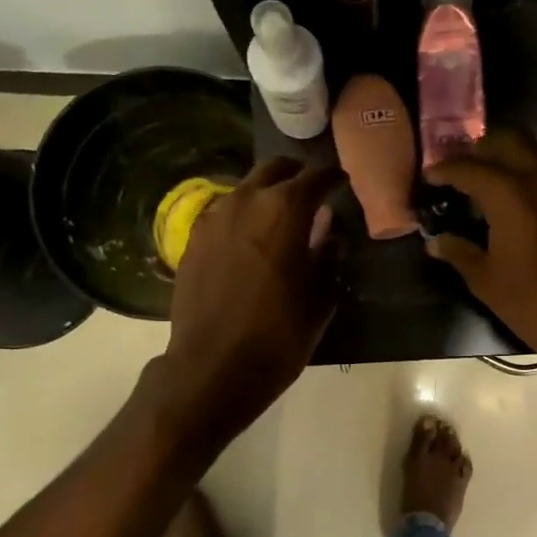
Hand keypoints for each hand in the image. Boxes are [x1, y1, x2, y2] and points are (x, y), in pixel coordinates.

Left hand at [153, 157, 343, 447]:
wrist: (213, 367)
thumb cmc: (279, 334)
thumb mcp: (320, 298)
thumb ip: (328, 257)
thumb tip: (330, 235)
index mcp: (285, 210)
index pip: (316, 177)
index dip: (333, 177)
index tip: (343, 182)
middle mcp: (246, 202)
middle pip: (274, 169)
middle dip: (296, 174)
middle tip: (312, 192)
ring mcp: (214, 219)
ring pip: (245, 188)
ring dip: (266, 194)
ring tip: (281, 217)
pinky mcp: (193, 240)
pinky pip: (225, 214)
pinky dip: (243, 216)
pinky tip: (251, 240)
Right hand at [425, 129, 536, 381]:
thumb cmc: (533, 303)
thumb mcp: (486, 282)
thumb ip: (460, 253)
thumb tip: (436, 241)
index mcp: (510, 197)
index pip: (471, 168)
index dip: (447, 168)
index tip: (432, 173)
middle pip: (511, 141)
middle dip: (484, 147)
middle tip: (468, 164)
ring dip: (519, 153)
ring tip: (503, 171)